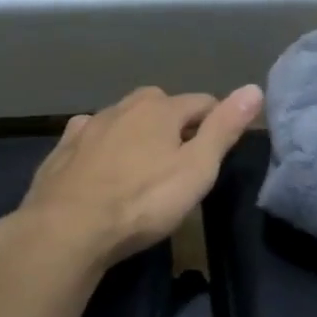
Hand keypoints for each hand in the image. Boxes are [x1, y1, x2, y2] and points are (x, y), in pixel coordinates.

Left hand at [11, 84, 262, 270]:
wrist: (66, 229)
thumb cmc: (143, 202)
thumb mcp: (197, 169)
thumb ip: (224, 128)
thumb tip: (254, 88)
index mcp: (160, 108)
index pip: (203, 102)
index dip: (217, 122)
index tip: (219, 149)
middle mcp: (123, 106)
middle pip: (161, 105)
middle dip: (175, 124)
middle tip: (182, 160)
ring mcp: (88, 125)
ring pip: (124, 119)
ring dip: (138, 133)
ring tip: (144, 166)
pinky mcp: (62, 149)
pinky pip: (93, 138)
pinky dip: (104, 146)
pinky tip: (103, 169)